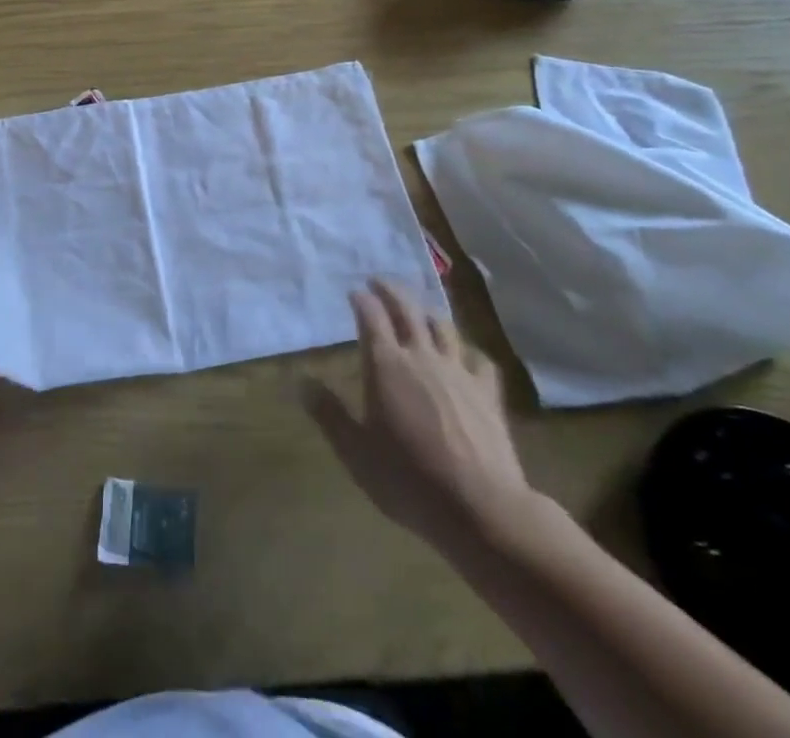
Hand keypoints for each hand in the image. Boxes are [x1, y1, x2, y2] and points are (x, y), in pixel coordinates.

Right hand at [307, 279, 531, 549]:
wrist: (480, 507)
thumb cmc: (408, 478)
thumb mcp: (355, 451)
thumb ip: (328, 414)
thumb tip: (301, 382)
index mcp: (385, 364)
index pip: (371, 316)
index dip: (361, 300)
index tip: (353, 292)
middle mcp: (421, 356)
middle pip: (407, 309)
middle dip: (391, 291)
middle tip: (379, 282)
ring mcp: (458, 372)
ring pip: (442, 327)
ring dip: (426, 312)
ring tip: (418, 310)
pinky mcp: (488, 393)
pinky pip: (478, 359)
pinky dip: (467, 350)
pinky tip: (465, 355)